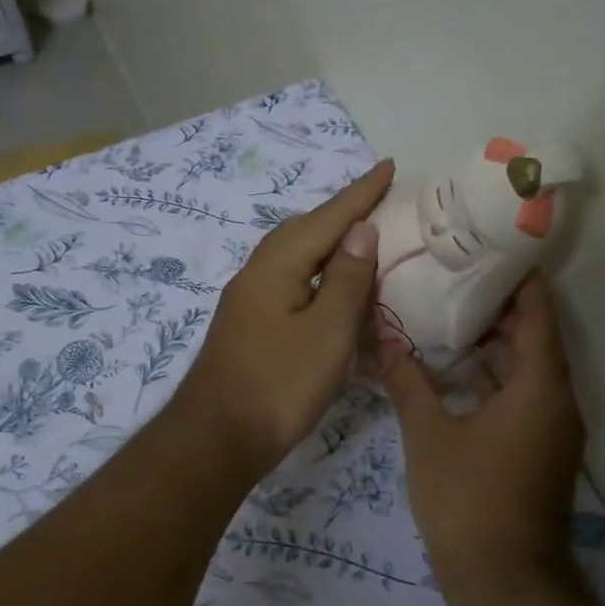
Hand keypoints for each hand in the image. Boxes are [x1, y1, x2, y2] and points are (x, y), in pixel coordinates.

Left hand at [172, 159, 394, 475]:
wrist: (215, 440)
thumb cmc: (278, 386)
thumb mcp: (326, 333)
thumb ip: (345, 279)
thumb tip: (361, 229)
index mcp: (276, 268)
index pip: (327, 219)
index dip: (361, 193)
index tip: (388, 165)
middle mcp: (256, 275)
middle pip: (302, 231)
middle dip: (340, 213)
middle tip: (377, 203)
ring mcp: (247, 302)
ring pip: (292, 258)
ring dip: (326, 244)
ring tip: (359, 243)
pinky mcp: (248, 327)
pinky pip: (287, 284)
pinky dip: (315, 276)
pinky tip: (329, 292)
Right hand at [381, 273, 585, 599]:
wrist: (504, 582)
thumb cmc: (467, 499)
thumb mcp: (429, 434)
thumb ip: (408, 381)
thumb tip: (384, 338)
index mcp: (540, 384)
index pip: (538, 310)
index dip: (518, 276)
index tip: (486, 247)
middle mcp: (557, 399)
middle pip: (535, 335)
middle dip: (498, 304)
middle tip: (453, 274)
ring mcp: (552, 427)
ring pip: (528, 367)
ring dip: (495, 341)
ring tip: (447, 311)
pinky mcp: (540, 449)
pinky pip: (523, 394)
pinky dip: (495, 375)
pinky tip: (454, 368)